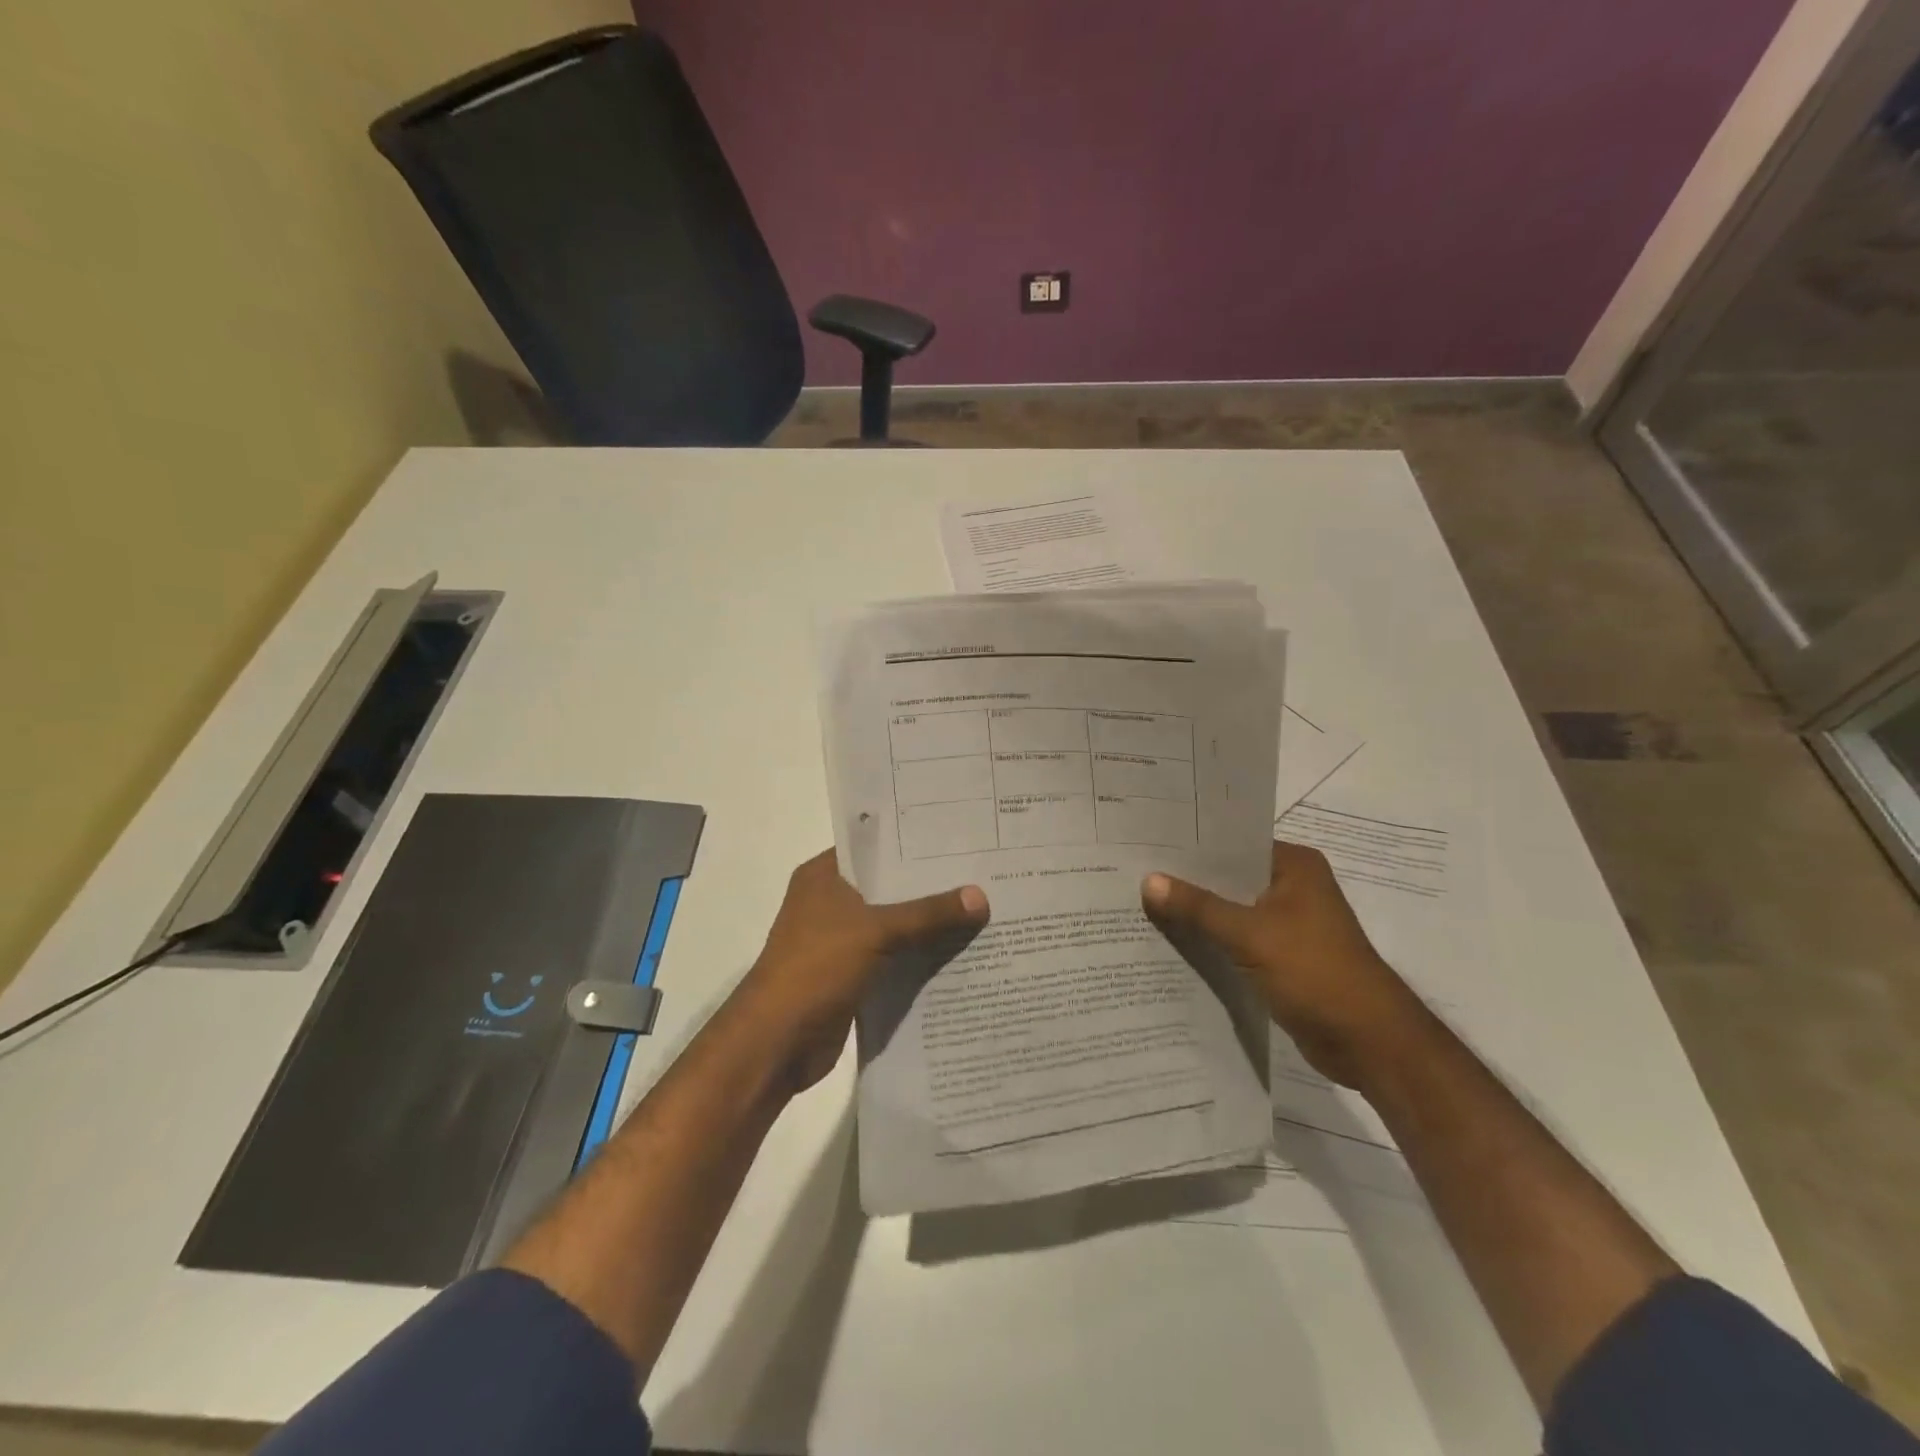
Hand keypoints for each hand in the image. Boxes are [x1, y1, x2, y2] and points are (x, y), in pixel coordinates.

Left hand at [734, 851, 987, 1092]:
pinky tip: (962, 953)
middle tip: (983, 873)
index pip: (874, 845)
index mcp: (824, 876)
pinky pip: (895, 957)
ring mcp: (841, 940)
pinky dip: (921, 957)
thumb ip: (929, 913)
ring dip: (930, 924)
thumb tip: (981, 896)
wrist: (777, 1042)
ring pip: (894, 924)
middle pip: (890, 887)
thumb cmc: (816, 968)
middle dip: (931, 886)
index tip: (959, 839)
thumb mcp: (876, 931)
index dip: (914, 843)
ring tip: (983, 909)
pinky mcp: (852, 974)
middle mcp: (831, 901)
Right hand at [1142, 840, 1424, 1088]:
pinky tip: (1173, 942)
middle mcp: (1293, 887)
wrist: (1369, 1043)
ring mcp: (1289, 924)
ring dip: (1198, 914)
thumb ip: (1198, 907)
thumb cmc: (1315, 972)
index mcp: (1295, 866)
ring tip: (1143, 905)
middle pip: (1229, 877)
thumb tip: (1148, 880)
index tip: (1146, 845)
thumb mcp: (1249, 934)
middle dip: (1188, 882)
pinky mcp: (1283, 957)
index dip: (1191, 846)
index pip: (1233, 844)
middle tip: (1135, 874)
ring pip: (1232, 910)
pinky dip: (1212, 941)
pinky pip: (1238, 940)